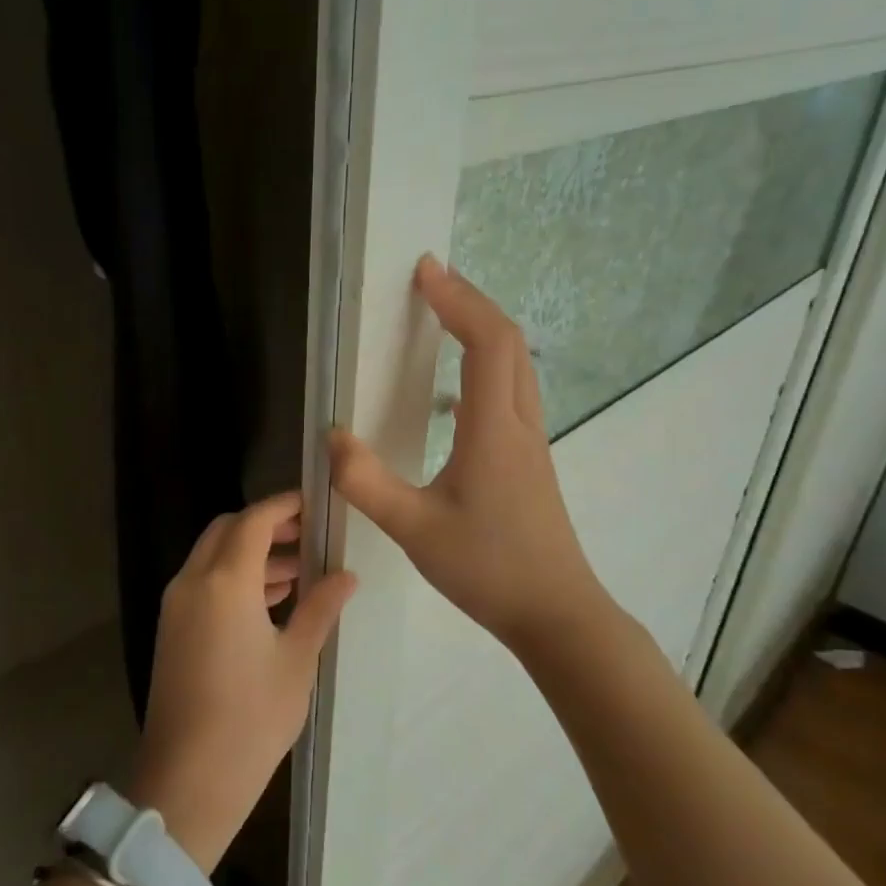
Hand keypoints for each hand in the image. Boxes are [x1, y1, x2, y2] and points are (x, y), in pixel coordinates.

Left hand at [130, 493, 357, 873]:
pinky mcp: (172, 629)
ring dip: (251, 553)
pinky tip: (270, 602)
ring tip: (299, 573)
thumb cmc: (251, 718)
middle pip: (228, 530)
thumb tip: (346, 575)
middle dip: (266, 525)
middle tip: (308, 536)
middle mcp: (193, 582)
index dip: (284, 505)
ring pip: (213, 556)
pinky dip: (234, 577)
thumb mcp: (296, 660)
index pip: (254, 520)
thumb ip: (320, 608)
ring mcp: (177, 606)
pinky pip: (204, 582)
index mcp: (225, 582)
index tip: (315, 503)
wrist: (188, 780)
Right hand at [329, 255, 613, 656]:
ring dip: (484, 331)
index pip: (487, 341)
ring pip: (516, 366)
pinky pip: (512, 391)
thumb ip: (366, 482)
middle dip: (471, 302)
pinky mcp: (529, 460)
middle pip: (509, 342)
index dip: (457, 299)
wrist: (556, 614)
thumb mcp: (414, 530)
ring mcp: (530, 441)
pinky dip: (487, 366)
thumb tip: (330, 437)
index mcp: (494, 429)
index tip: (425, 271)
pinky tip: (456, 391)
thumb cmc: (487, 569)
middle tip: (432, 281)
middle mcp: (519, 423)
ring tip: (445, 317)